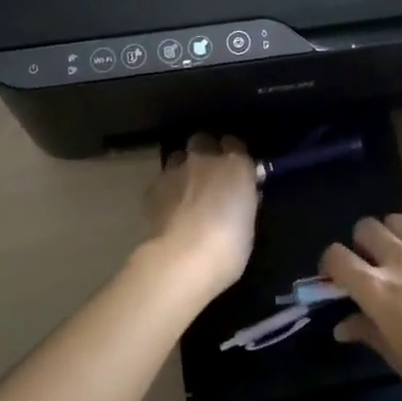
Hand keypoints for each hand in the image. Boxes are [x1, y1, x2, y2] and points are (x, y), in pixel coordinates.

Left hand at [141, 134, 258, 299]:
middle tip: (209, 175)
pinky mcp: (153, 189)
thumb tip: (238, 196)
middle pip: (203, 141)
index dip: (234, 154)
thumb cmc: (229, 247)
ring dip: (183, 168)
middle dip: (205, 152)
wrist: (181, 260)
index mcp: (237, 165)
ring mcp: (176, 171)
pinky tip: (168, 208)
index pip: (235, 143)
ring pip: (178, 157)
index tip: (235, 168)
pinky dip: (166, 190)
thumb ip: (243, 201)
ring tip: (185, 190)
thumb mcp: (248, 223)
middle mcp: (205, 159)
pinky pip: (162, 181)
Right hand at [322, 215, 401, 400]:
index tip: (333, 280)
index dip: (329, 265)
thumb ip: (368, 332)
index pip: (337, 257)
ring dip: (385, 235)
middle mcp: (398, 260)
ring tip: (392, 261)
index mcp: (378, 289)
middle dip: (357, 244)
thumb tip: (343, 324)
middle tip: (365, 269)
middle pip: (365, 227)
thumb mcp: (398, 358)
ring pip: (393, 221)